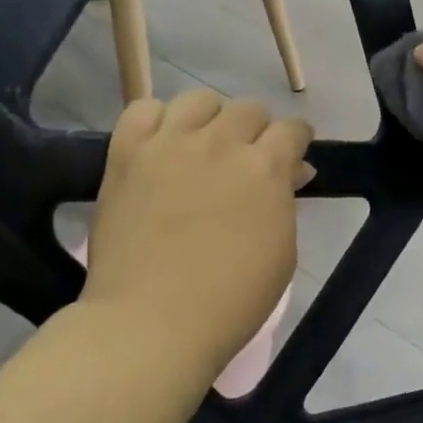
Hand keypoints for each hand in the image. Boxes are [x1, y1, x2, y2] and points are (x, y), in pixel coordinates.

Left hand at [82, 91, 310, 379]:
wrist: (151, 323)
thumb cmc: (231, 300)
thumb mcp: (282, 253)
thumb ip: (286, 201)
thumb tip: (291, 171)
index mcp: (265, 167)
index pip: (292, 129)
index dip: (296, 142)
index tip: (292, 158)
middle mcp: (220, 143)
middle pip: (248, 109)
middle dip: (256, 132)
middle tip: (247, 163)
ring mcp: (169, 144)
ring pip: (199, 100)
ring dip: (210, 120)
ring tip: (203, 148)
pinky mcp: (126, 154)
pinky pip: (142, 110)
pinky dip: (157, 121)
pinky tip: (162, 146)